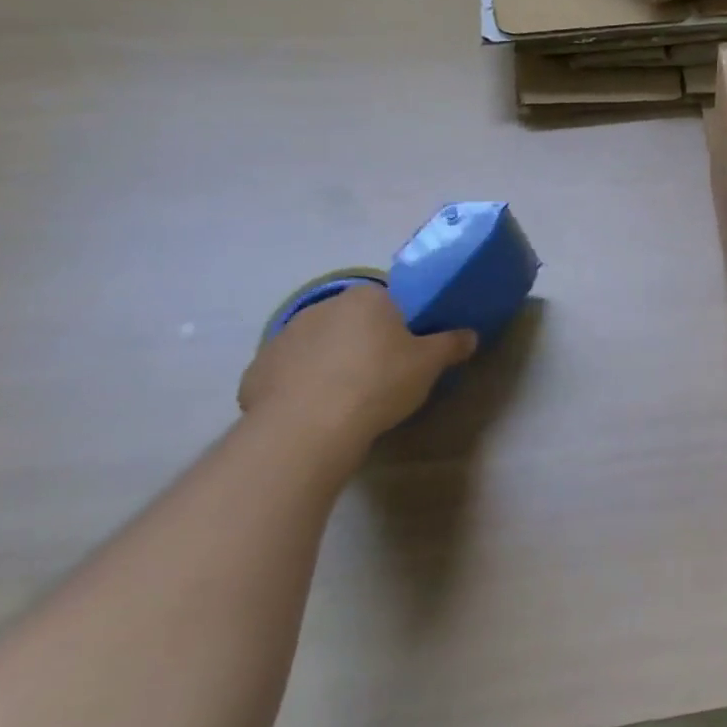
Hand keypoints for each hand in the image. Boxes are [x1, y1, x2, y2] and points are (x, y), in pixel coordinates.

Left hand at [237, 284, 476, 447]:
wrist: (307, 429)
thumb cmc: (378, 383)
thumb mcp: (430, 364)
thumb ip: (452, 344)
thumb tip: (470, 335)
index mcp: (367, 297)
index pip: (389, 301)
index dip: (401, 325)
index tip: (408, 351)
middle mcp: (322, 307)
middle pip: (351, 321)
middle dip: (364, 342)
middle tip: (383, 374)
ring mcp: (283, 337)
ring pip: (318, 346)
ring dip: (330, 362)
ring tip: (347, 397)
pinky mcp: (256, 371)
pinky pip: (289, 373)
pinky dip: (300, 386)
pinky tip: (314, 411)